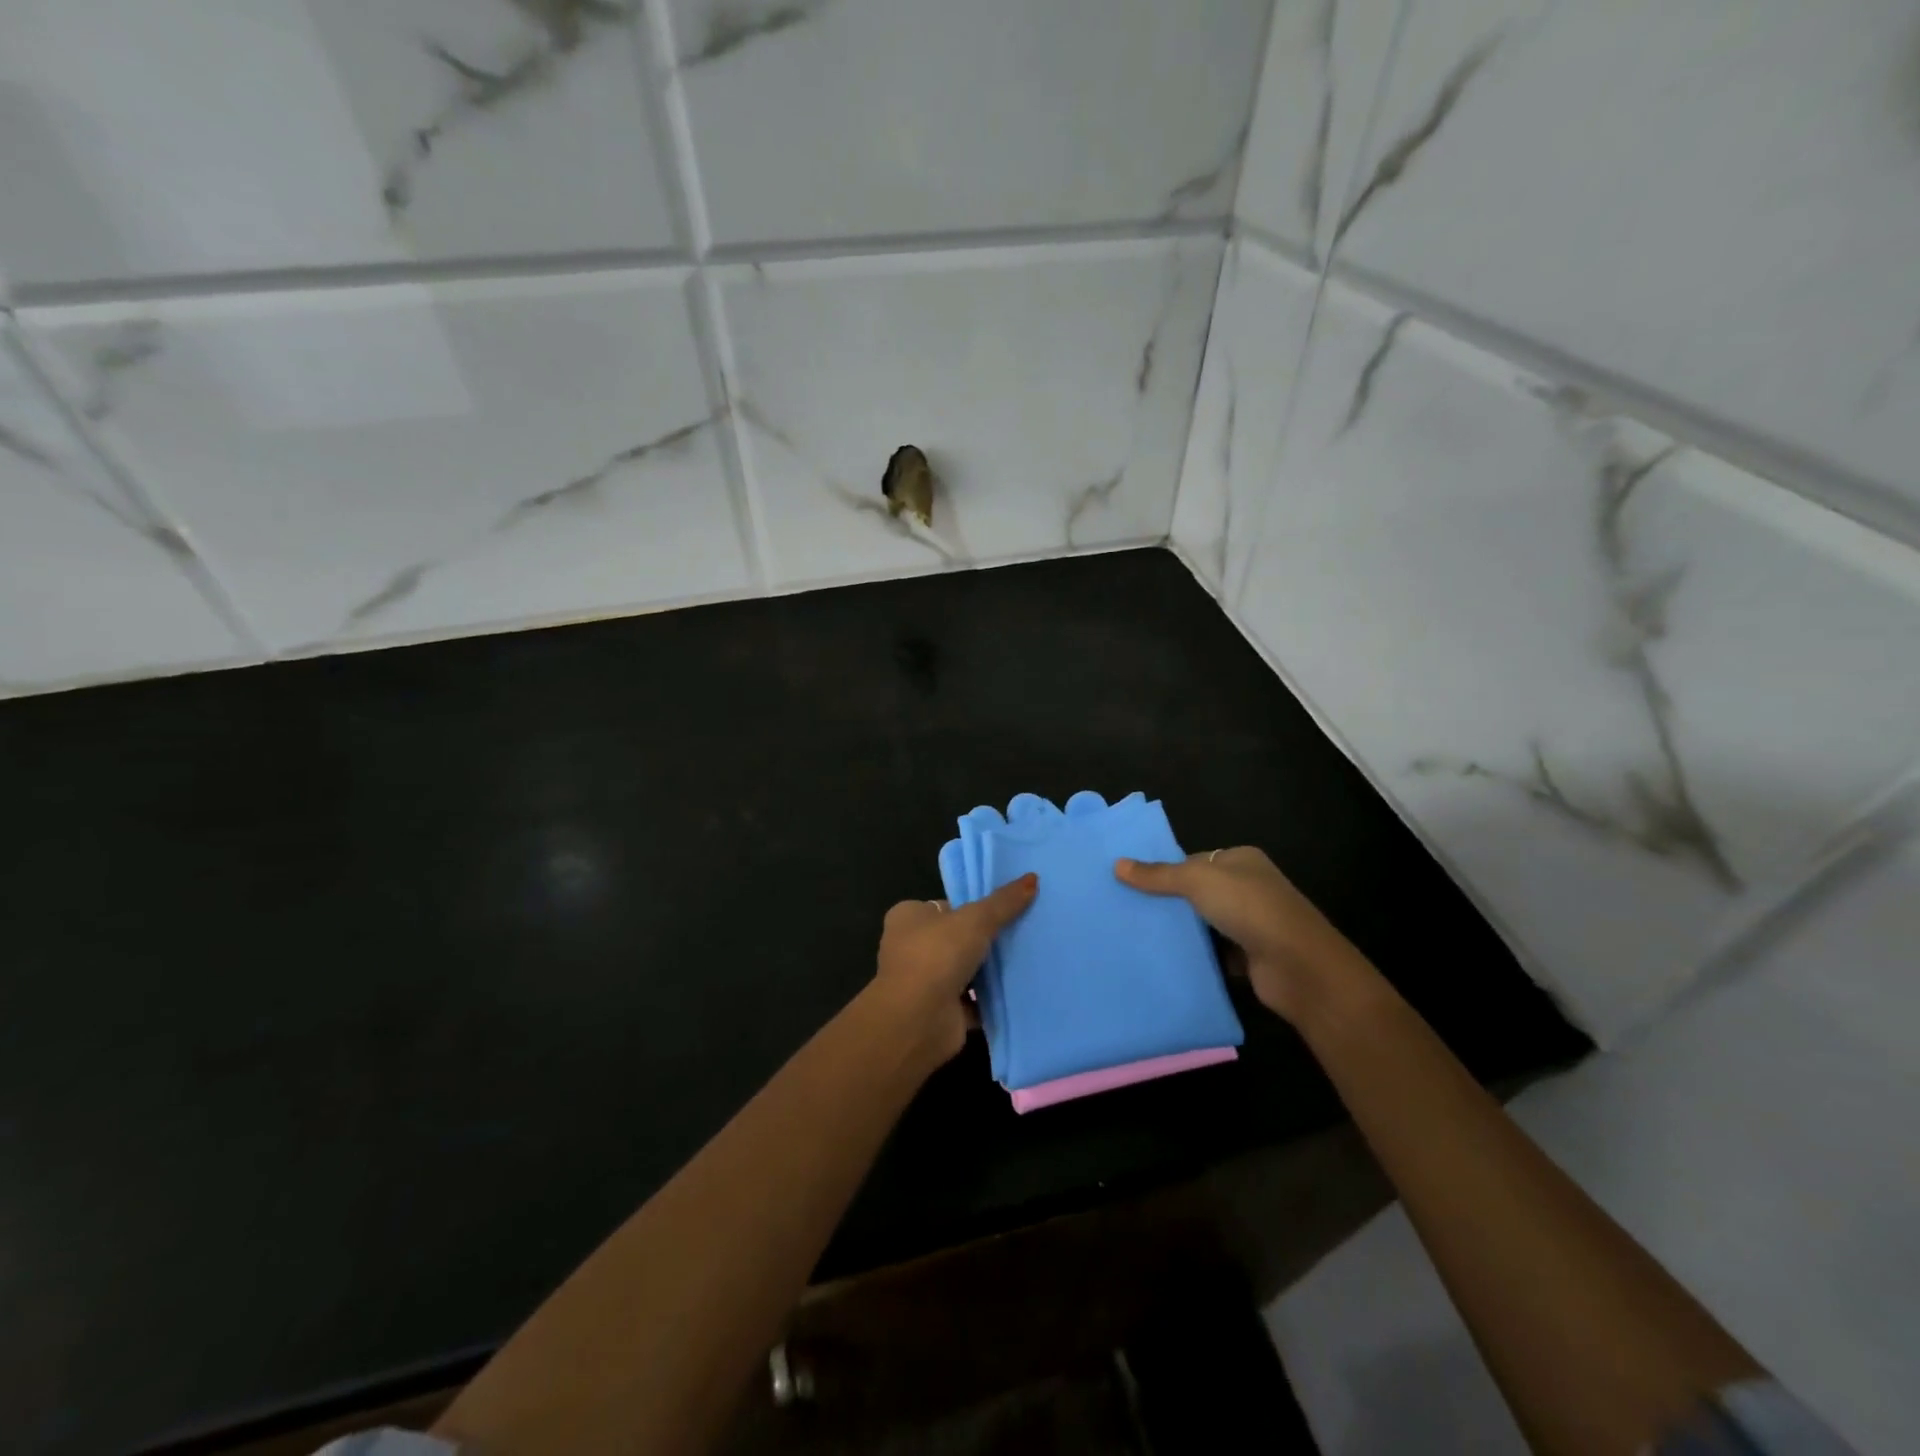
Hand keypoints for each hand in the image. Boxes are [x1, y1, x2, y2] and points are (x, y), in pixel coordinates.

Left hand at [870, 874, 1037, 1064]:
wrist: (918, 1019)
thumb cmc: (937, 955)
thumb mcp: (976, 919)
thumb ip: (1003, 902)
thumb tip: (1033, 878)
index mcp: (908, 918)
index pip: (945, 906)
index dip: (971, 907)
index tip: (1004, 908)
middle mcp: (910, 948)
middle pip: (956, 938)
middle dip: (984, 940)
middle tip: (1023, 932)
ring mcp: (924, 982)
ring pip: (965, 970)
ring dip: (989, 970)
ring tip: (1028, 958)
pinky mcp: (940, 1012)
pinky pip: (973, 1000)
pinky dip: (992, 998)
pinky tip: (1021, 990)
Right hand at [1115, 848, 1371, 1026]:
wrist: (1299, 966)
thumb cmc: (1250, 908)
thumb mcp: (1197, 881)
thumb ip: (1158, 875)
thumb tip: (1117, 864)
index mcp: (1241, 860)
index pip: (1194, 860)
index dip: (1165, 871)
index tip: (1131, 884)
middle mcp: (1249, 888)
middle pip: (1198, 892)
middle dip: (1169, 902)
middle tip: (1127, 910)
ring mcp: (1252, 924)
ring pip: (1205, 924)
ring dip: (1181, 931)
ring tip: (1138, 935)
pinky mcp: (1251, 957)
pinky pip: (1214, 953)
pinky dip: (1196, 957)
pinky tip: (1166, 960)